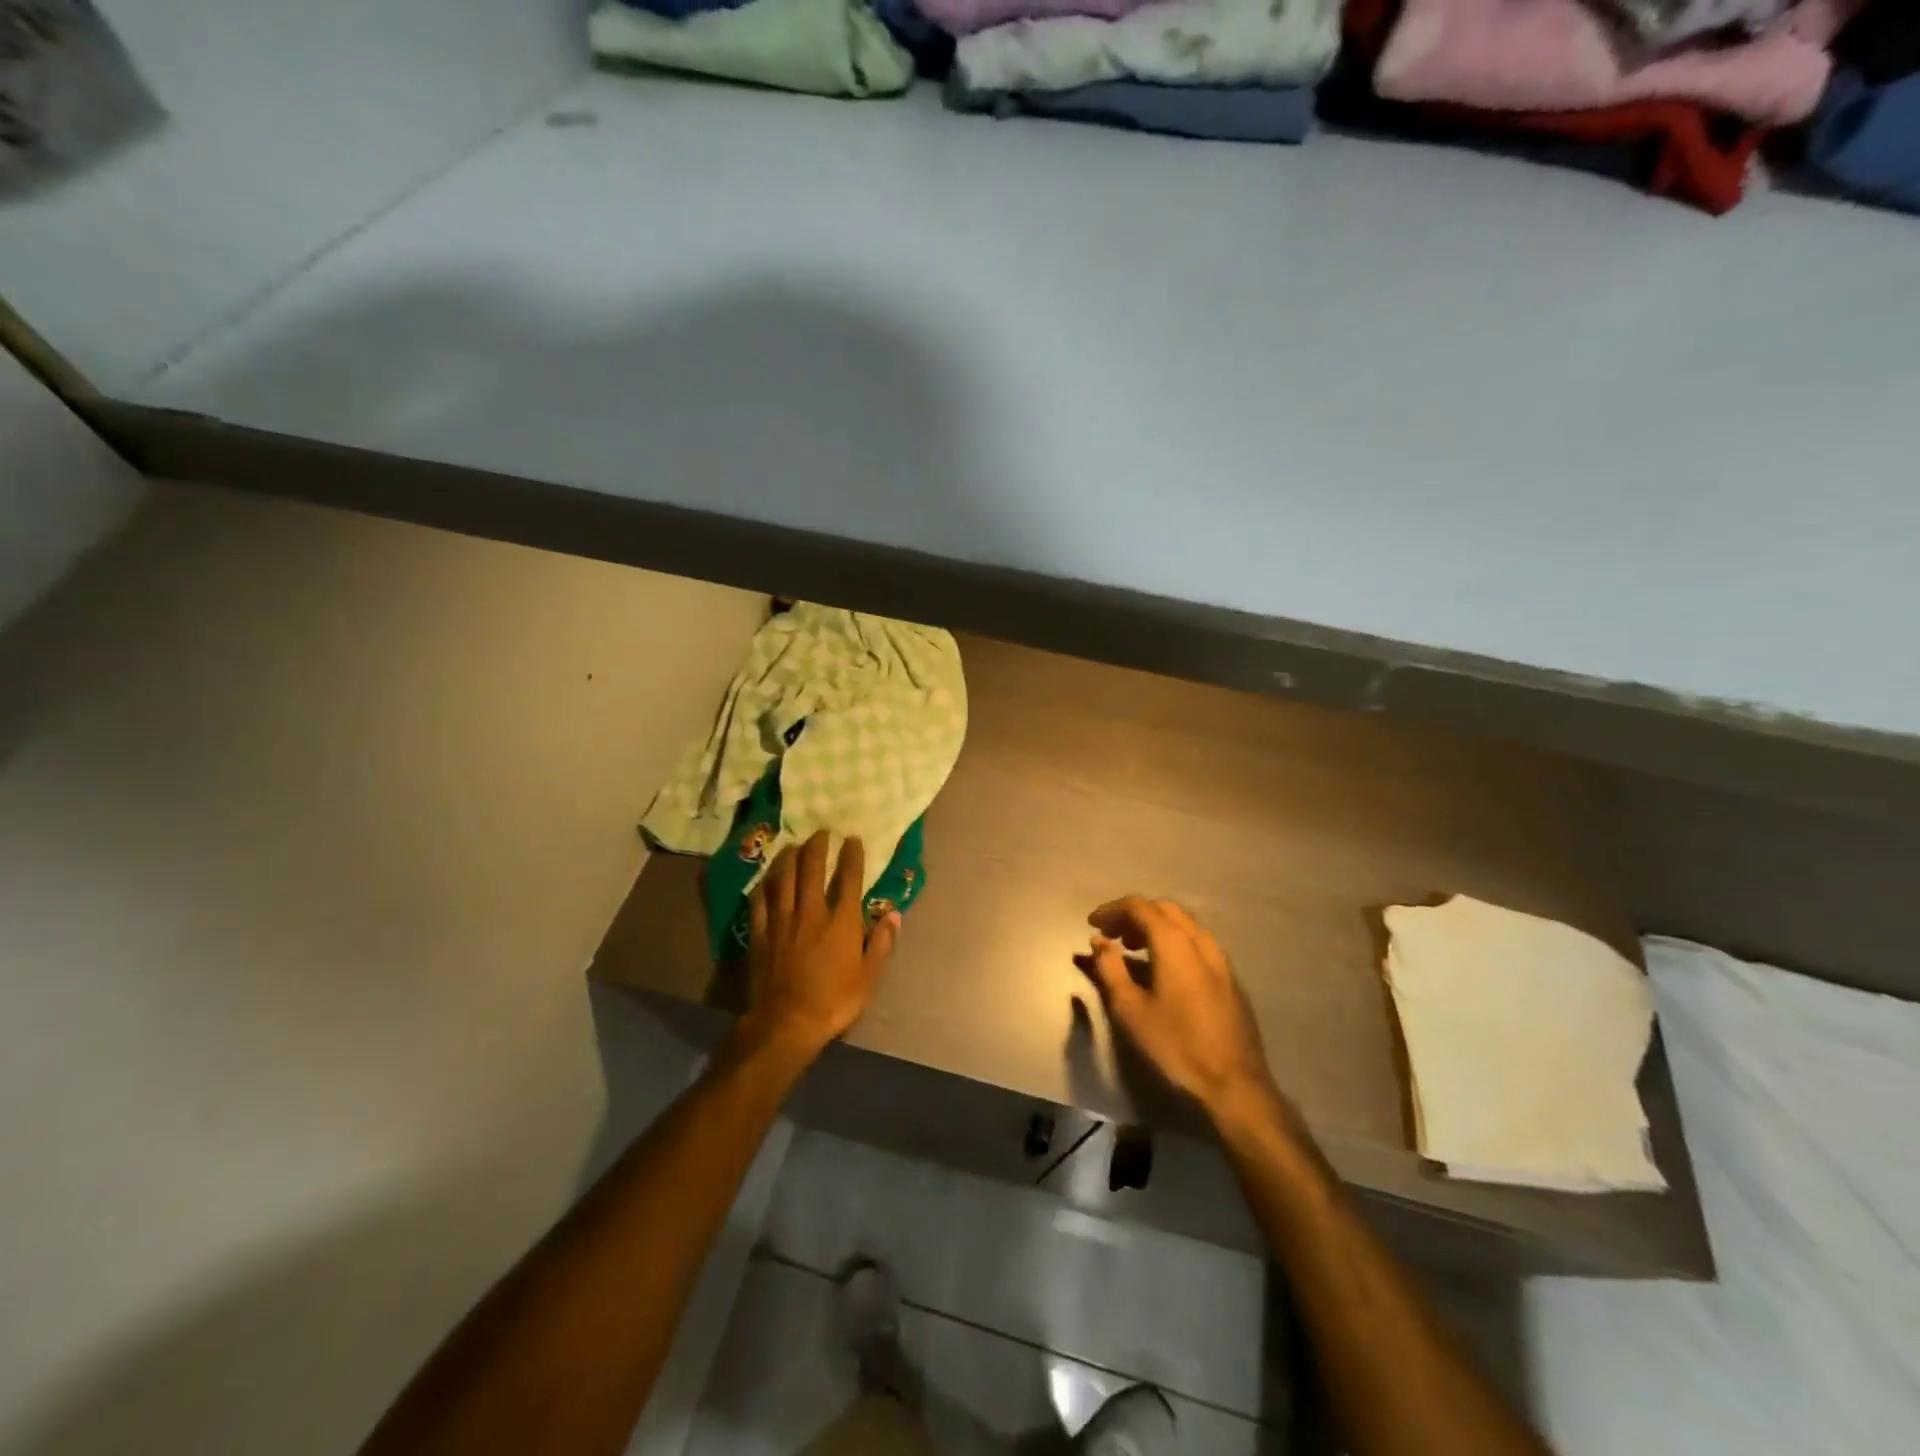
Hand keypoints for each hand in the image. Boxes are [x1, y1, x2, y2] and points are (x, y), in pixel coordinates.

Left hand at [739, 830, 899, 1060]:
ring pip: (783, 879)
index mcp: (841, 922)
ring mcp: (782, 921)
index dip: (851, 855)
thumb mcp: (869, 978)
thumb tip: (893, 913)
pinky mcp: (761, 934)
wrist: (785, 1024)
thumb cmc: (834, 1002)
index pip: (849, 878)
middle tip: (820, 832)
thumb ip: (882, 943)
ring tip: (792, 845)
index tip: (852, 839)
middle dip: (816, 846)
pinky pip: (759, 901)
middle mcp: (811, 912)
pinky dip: (763, 886)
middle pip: (811, 869)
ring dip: (788, 858)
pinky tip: (765, 879)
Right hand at [1076, 896, 1277, 1120]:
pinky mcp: (1230, 977)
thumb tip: (1099, 941)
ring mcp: (1220, 958)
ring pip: (1184, 924)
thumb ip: (1110, 968)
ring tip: (1133, 948)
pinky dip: (1174, 940)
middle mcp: (1200, 940)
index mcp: (1174, 942)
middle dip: (1134, 914)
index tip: (1093, 923)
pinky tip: (1164, 967)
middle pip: (1164, 909)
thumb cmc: (1175, 1045)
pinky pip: (1197, 942)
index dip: (1112, 910)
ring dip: (1155, 926)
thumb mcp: (1130, 1009)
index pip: (1139, 907)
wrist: (1234, 1083)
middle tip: (1112, 935)